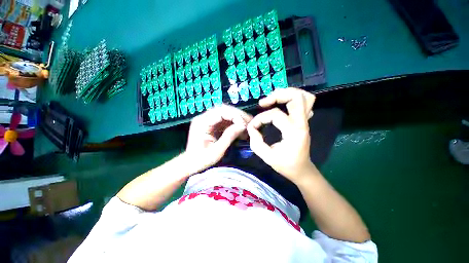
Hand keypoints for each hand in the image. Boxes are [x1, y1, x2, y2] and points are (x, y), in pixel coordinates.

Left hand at [186, 104, 251, 168]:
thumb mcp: (216, 151)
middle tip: (250, 121)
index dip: (235, 115)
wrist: (190, 164)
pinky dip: (233, 124)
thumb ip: (229, 137)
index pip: (221, 111)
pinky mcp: (211, 125)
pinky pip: (224, 120)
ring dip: (237, 118)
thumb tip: (243, 126)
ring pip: (225, 114)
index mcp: (202, 122)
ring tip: (247, 125)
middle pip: (224, 110)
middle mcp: (204, 118)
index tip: (245, 124)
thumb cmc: (201, 160)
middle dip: (238, 115)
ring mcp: (207, 121)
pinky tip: (240, 130)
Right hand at [247, 88, 316, 182]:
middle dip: (277, 95)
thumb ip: (256, 142)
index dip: (260, 118)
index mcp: (294, 132)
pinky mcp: (304, 121)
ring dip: (286, 94)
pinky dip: (293, 100)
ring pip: (304, 97)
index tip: (252, 127)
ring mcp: (305, 121)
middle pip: (296, 97)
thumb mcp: (268, 158)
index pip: (275, 115)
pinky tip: (283, 105)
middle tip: (263, 103)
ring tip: (272, 99)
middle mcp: (302, 123)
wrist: (302, 170)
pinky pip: (304, 103)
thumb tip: (251, 128)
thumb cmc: (286, 165)